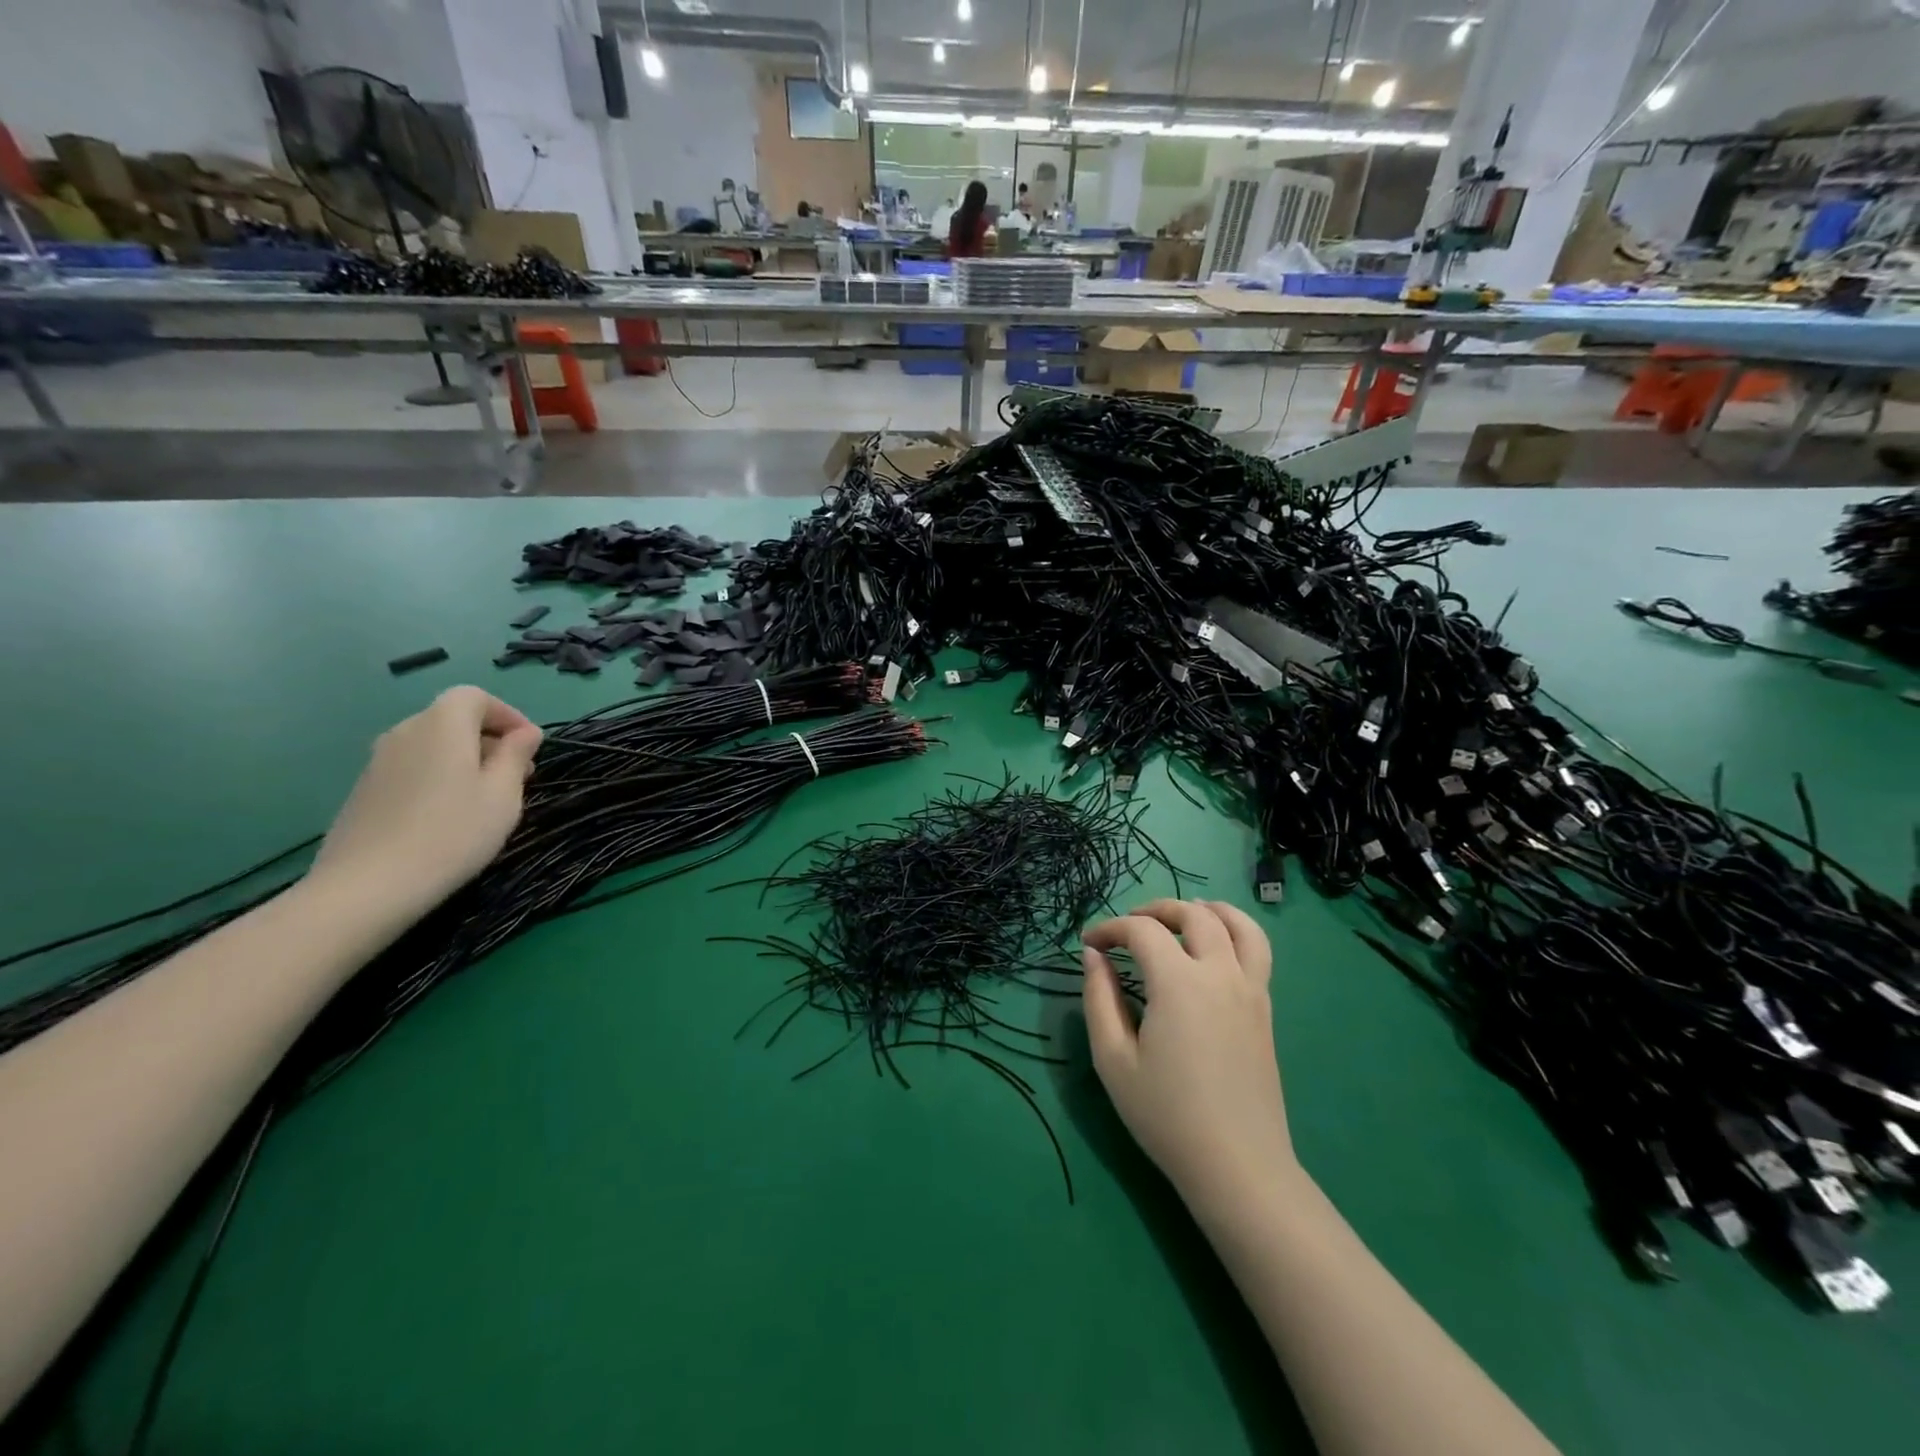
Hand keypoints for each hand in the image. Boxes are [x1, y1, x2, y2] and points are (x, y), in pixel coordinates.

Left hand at [309, 687, 541, 918]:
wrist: (368, 885)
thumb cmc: (452, 832)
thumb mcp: (503, 794)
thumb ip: (516, 755)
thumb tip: (526, 733)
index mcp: (442, 725)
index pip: (475, 697)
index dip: (507, 714)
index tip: (530, 746)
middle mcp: (405, 731)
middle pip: (453, 719)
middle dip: (489, 739)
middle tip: (517, 776)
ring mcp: (378, 761)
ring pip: (433, 745)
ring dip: (464, 760)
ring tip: (485, 798)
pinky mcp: (365, 789)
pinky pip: (413, 767)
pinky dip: (438, 777)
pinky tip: (448, 815)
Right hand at [1081, 899, 1295, 1205]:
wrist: (1237, 1166)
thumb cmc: (1166, 1115)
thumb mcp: (1113, 1059)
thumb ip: (1098, 999)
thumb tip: (1092, 956)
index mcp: (1179, 983)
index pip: (1142, 930)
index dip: (1110, 928)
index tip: (1089, 944)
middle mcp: (1219, 973)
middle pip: (1192, 915)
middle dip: (1155, 910)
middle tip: (1128, 927)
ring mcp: (1250, 989)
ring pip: (1237, 924)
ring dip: (1206, 910)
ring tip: (1182, 916)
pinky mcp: (1265, 1009)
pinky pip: (1257, 950)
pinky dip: (1235, 931)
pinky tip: (1213, 947)